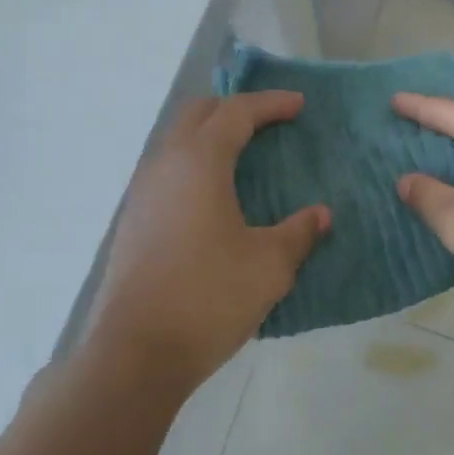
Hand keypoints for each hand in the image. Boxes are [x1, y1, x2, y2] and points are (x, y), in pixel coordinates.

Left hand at [82, 92, 328, 391]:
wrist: (137, 351)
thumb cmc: (210, 297)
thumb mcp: (269, 265)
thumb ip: (299, 232)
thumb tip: (320, 215)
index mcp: (199, 162)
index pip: (236, 112)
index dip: (270, 103)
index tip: (299, 105)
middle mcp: (164, 165)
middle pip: (197, 115)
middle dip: (234, 109)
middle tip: (269, 121)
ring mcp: (142, 193)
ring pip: (176, 142)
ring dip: (210, 136)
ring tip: (244, 156)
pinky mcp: (134, 221)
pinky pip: (167, 171)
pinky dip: (195, 165)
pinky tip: (214, 196)